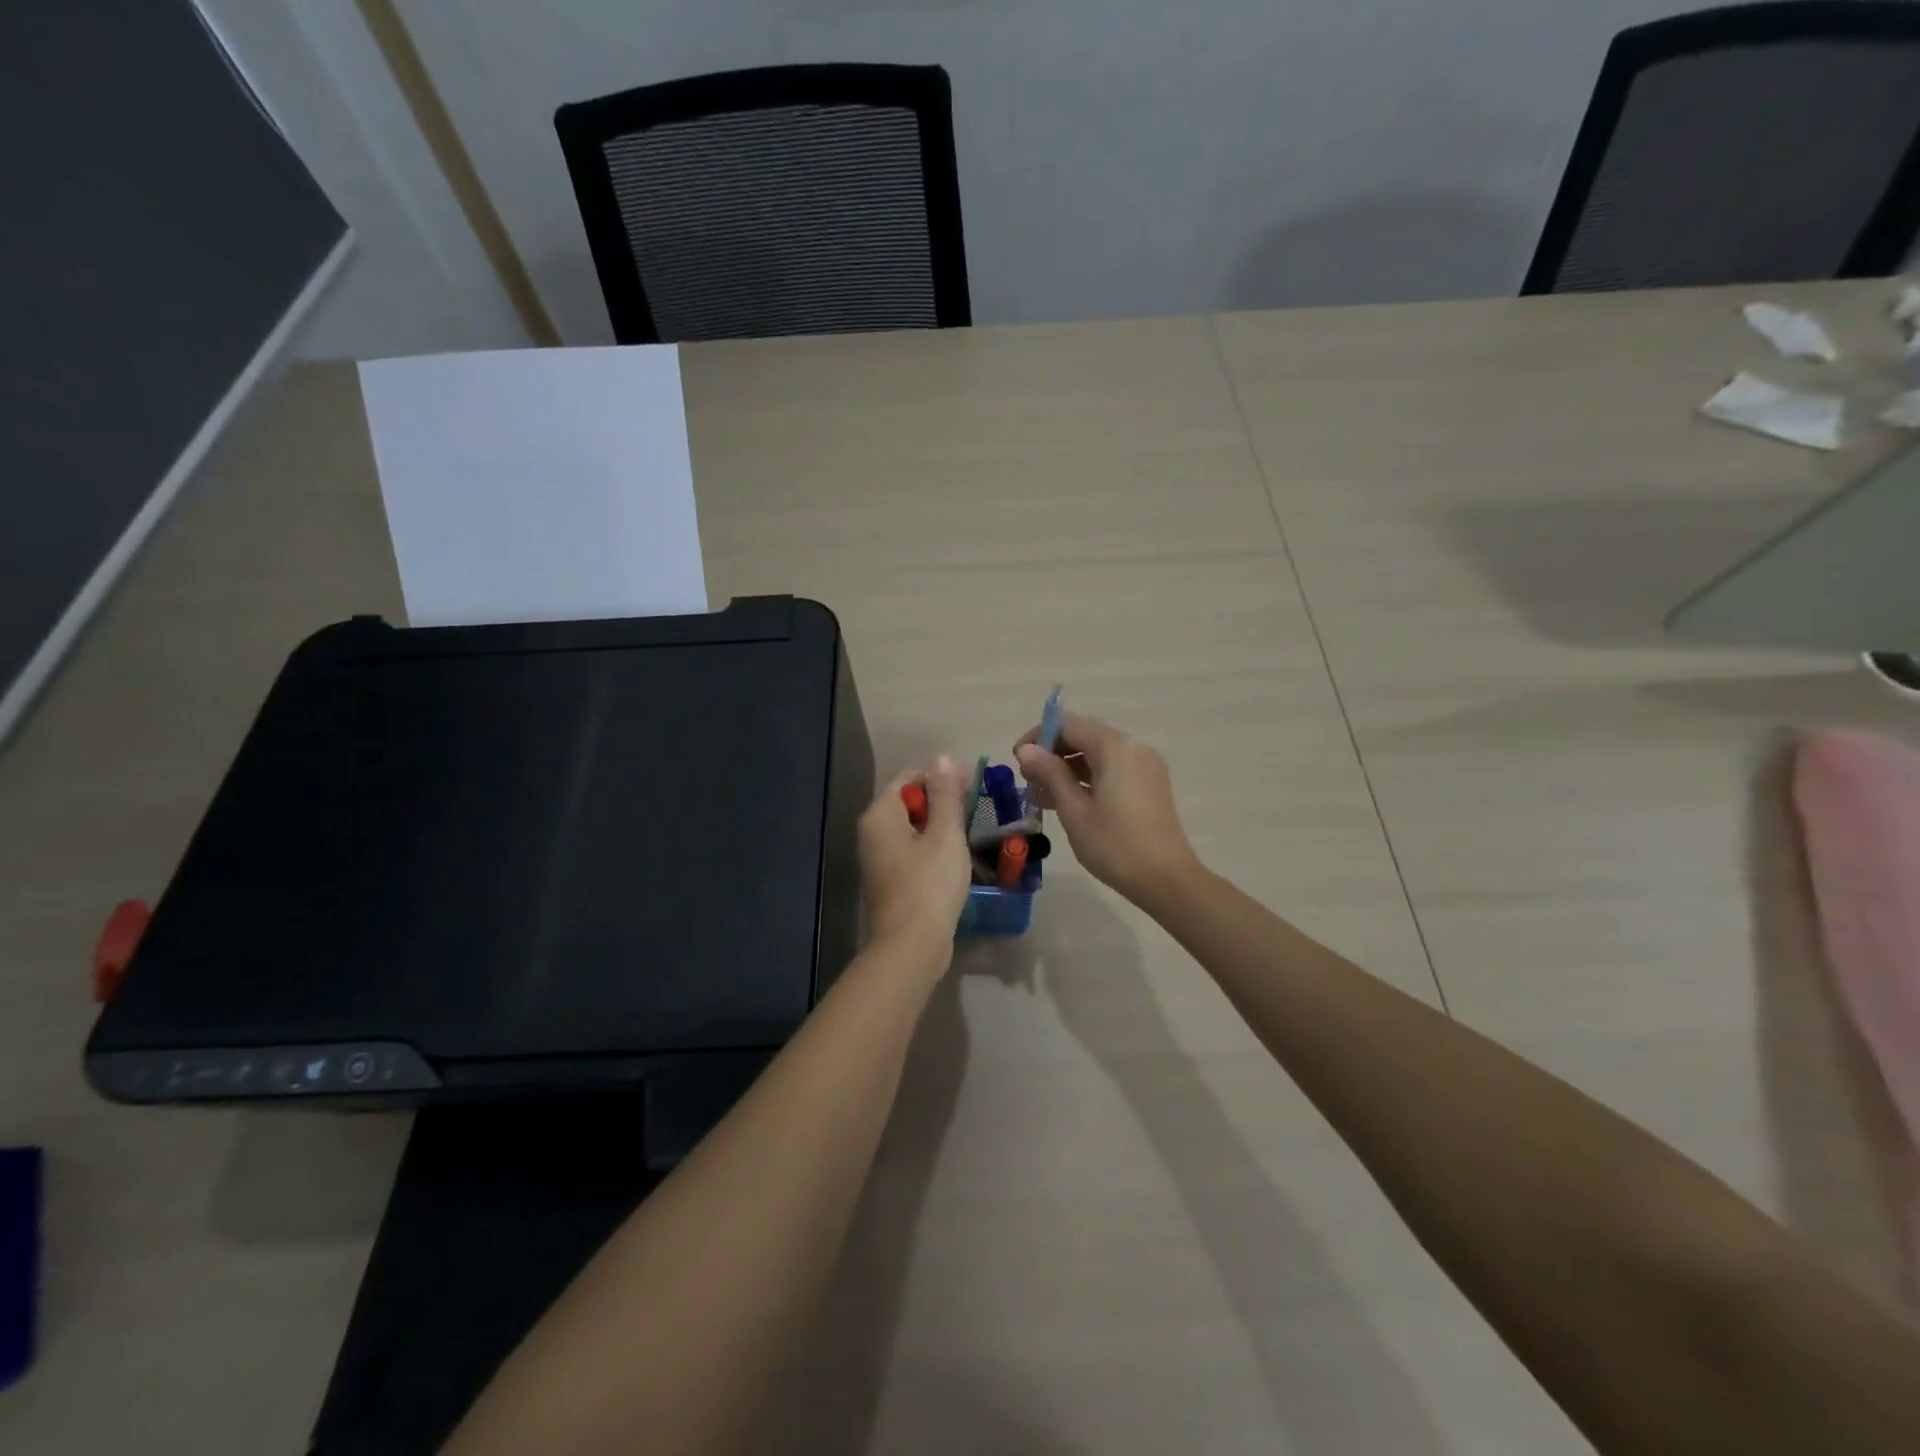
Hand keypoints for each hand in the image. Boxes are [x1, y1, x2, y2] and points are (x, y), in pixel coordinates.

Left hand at [858, 756, 971, 954]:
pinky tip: (955, 855)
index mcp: (880, 815)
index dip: (940, 775)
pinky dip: (931, 846)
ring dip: (938, 823)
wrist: (911, 947)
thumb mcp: (945, 834)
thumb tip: (943, 758)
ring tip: (970, 826)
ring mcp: (878, 860)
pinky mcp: (889, 882)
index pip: (908, 778)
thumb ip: (945, 794)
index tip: (972, 782)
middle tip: (975, 803)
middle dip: (940, 798)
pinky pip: (911, 851)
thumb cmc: (929, 884)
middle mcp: (872, 833)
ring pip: (910, 828)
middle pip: (907, 802)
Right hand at [1015, 713, 1200, 904]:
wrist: (1166, 880)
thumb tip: (1026, 749)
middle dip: (1052, 752)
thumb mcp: (1074, 810)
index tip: (1017, 760)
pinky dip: (1088, 777)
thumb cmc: (1115, 846)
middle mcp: (1133, 746)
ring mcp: (1145, 764)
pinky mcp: (1149, 782)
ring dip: (1068, 767)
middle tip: (1028, 780)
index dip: (1038, 736)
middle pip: (1084, 735)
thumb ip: (1050, 774)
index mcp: (1115, 748)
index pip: (1068, 724)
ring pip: (1097, 752)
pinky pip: (1112, 767)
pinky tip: (1067, 800)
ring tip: (1041, 795)